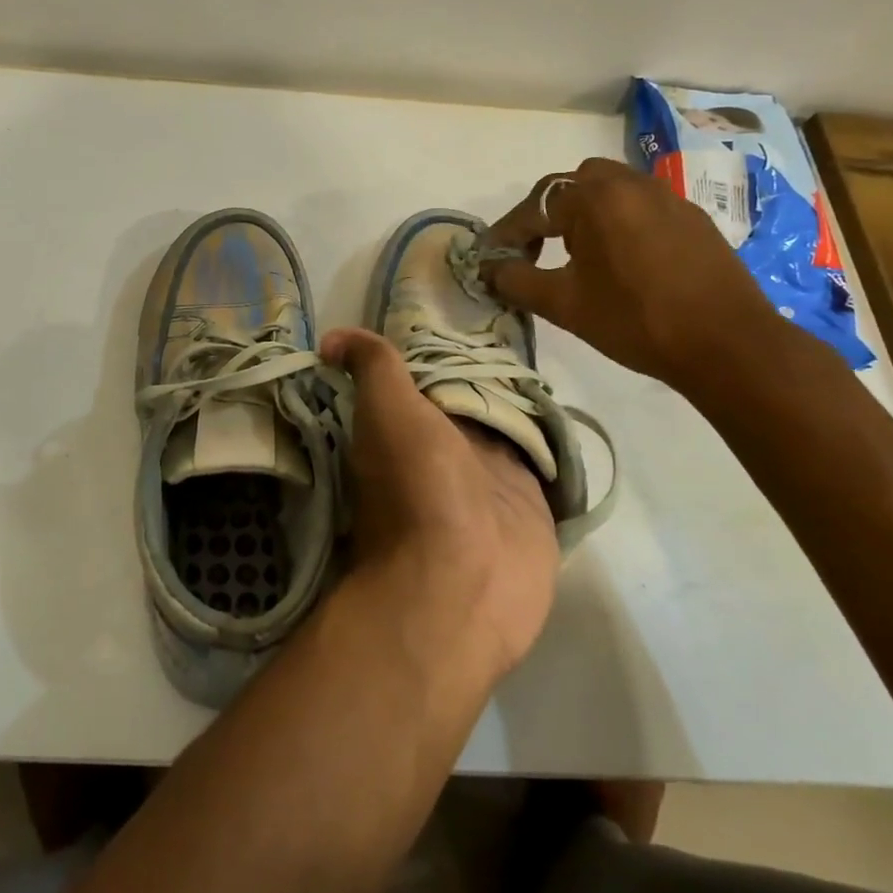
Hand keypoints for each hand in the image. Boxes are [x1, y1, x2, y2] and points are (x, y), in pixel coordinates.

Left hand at [320, 327, 558, 682]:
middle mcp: (446, 451)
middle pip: (468, 398)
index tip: (460, 310)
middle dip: (484, 368)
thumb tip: (331, 338)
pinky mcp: (531, 501)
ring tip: (539, 355)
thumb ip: (371, 368)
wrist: (464, 582)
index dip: (438, 348)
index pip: (424, 378)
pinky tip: (561, 406)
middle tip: (511, 323)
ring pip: (505, 425)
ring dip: (518, 399)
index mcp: (407, 429)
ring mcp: (490, 478)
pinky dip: (548, 435)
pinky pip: (541, 457)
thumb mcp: (385, 412)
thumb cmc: (418, 487)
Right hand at [483, 157, 787, 392]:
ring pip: (611, 190)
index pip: (534, 207)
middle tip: (535, 250)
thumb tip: (489, 268)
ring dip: (585, 213)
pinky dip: (619, 221)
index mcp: (595, 199)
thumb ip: (517, 280)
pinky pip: (641, 206)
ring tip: (577, 254)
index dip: (507, 233)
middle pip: (573, 185)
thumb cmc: (635, 321)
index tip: (490, 258)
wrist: (727, 344)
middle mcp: (630, 184)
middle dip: (547, 213)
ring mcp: (667, 197)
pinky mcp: (692, 218)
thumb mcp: (564, 304)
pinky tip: (622, 260)